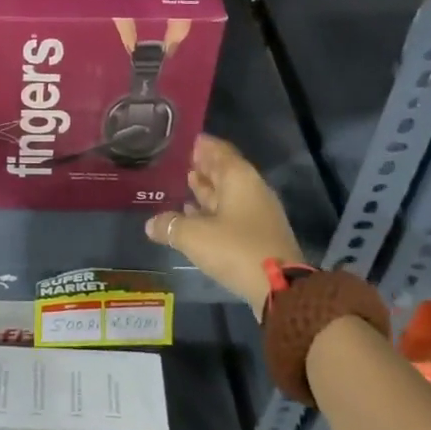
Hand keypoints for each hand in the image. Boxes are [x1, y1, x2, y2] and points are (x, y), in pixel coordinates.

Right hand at [145, 135, 301, 316]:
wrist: (279, 288)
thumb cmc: (235, 248)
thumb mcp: (194, 236)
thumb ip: (170, 225)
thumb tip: (150, 224)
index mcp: (239, 178)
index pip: (219, 150)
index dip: (201, 145)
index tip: (183, 140)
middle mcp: (251, 189)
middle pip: (224, 171)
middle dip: (202, 167)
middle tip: (178, 162)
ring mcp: (257, 213)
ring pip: (227, 194)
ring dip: (207, 190)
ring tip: (183, 185)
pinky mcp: (258, 234)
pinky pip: (231, 213)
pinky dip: (213, 211)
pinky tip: (195, 217)